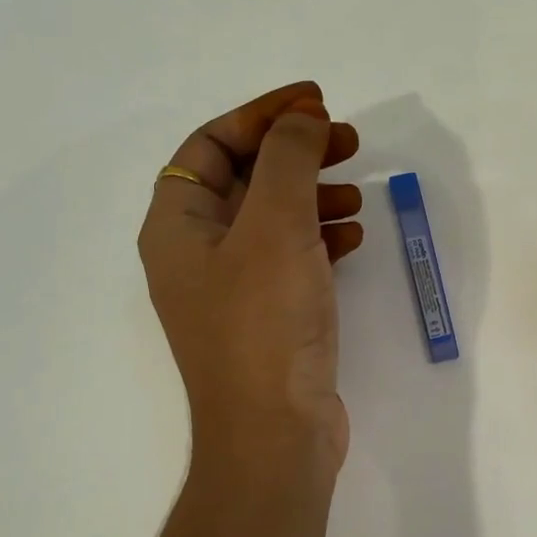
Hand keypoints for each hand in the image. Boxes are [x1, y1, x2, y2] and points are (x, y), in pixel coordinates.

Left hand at [138, 82, 363, 475]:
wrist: (275, 433)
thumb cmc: (265, 324)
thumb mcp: (275, 227)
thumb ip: (288, 160)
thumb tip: (303, 118)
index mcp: (177, 226)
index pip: (211, 145)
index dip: (262, 115)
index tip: (315, 103)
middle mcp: (197, 253)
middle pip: (244, 179)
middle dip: (295, 152)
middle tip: (349, 141)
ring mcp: (234, 288)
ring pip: (273, 219)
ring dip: (314, 195)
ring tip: (359, 191)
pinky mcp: (268, 317)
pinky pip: (292, 258)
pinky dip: (322, 238)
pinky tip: (355, 237)